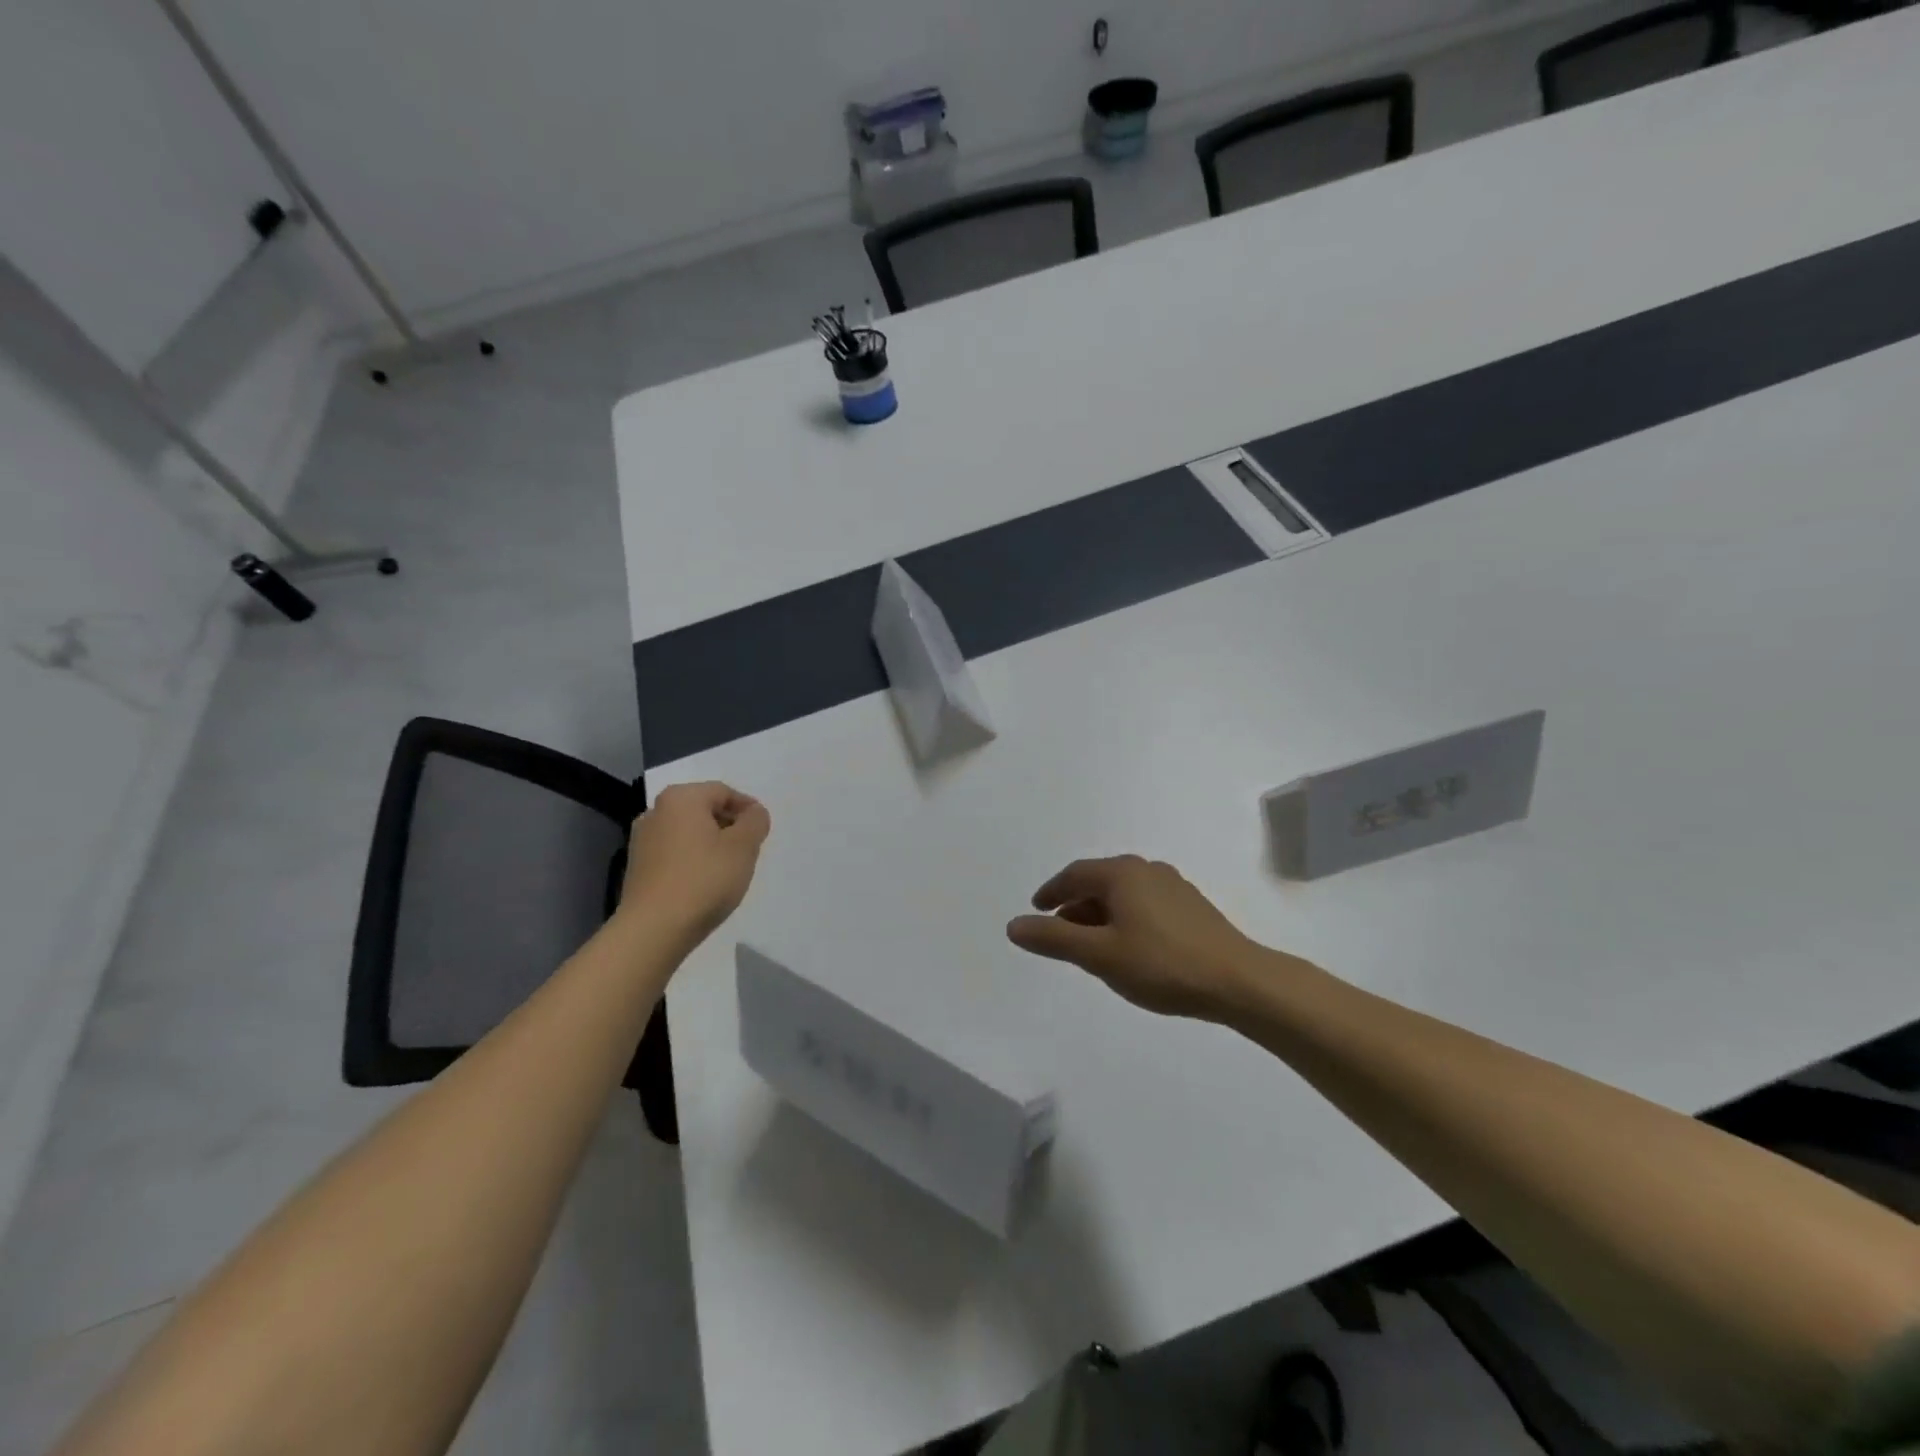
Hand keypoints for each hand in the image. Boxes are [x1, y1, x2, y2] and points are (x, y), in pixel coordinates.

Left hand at [620, 782, 769, 945]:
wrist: (653, 929)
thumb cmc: (704, 879)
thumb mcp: (743, 847)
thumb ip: (755, 822)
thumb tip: (753, 813)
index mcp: (681, 798)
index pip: (723, 792)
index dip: (748, 808)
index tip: (762, 831)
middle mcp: (656, 811)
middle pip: (703, 810)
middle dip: (729, 826)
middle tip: (749, 850)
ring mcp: (642, 840)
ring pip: (688, 832)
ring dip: (711, 843)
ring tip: (729, 869)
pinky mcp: (637, 867)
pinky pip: (674, 852)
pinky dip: (693, 859)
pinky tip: (704, 882)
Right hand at [1007, 855, 1285, 1020]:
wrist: (1238, 981)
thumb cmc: (1161, 964)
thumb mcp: (1099, 955)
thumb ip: (1054, 938)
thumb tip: (1013, 925)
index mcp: (1122, 873)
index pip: (1075, 875)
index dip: (1051, 892)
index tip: (1036, 909)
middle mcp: (1147, 870)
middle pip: (1099, 881)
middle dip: (1075, 905)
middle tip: (1059, 932)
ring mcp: (1174, 886)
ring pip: (1124, 894)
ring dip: (1100, 914)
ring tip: (1091, 945)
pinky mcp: (1192, 907)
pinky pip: (1144, 904)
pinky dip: (1125, 919)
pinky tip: (1130, 947)